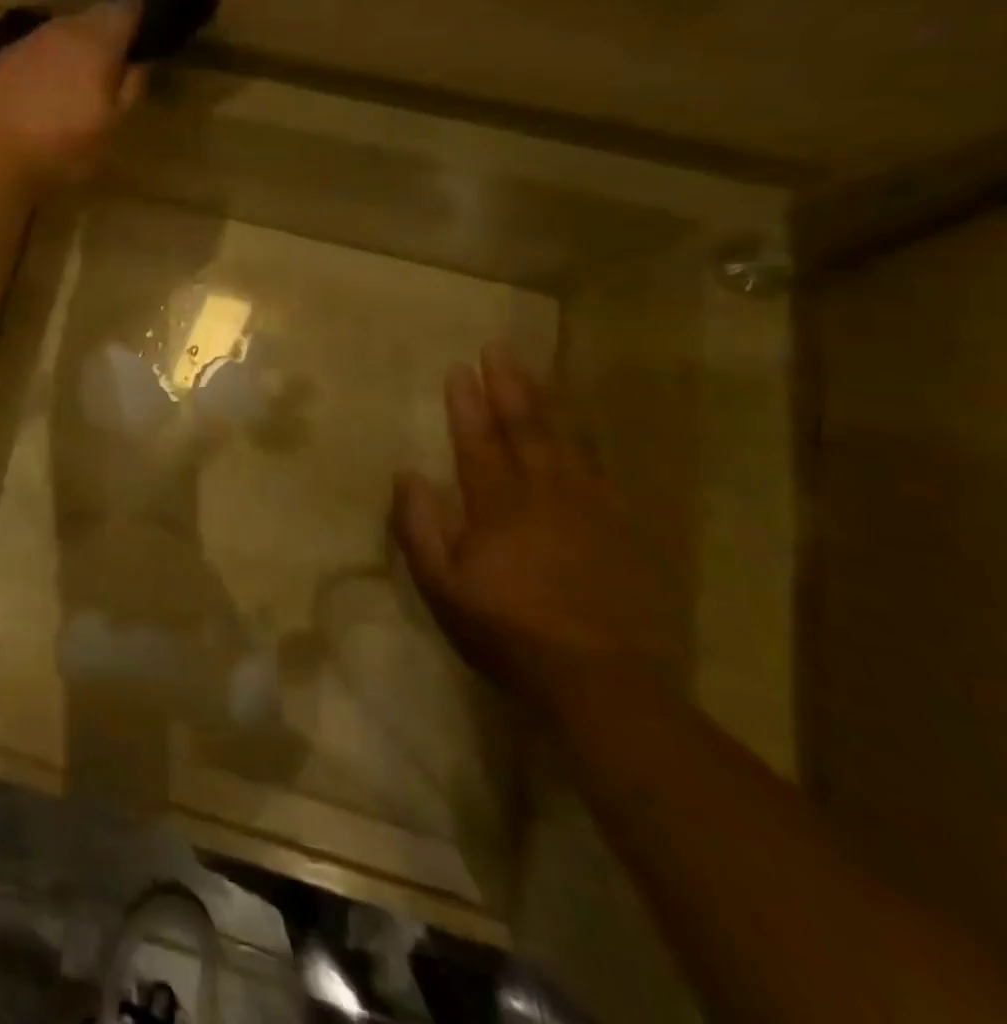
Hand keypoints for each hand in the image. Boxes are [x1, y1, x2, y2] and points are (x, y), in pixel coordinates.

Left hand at [0, 0, 147, 190]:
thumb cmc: (61, 146)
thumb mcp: (112, 126)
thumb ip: (131, 88)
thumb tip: (140, 62)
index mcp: (97, 38)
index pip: (129, 6)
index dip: (142, 16)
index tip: (148, 35)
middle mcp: (62, 28)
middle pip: (92, 19)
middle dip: (105, 37)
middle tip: (113, 68)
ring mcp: (26, 42)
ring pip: (60, 36)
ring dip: (72, 53)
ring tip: (76, 85)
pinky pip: (33, 55)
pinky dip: (44, 68)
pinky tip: (40, 96)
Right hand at [392, 344, 669, 730]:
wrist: (602, 681)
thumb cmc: (507, 631)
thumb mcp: (441, 586)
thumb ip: (419, 527)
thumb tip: (407, 474)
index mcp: (496, 505)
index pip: (476, 440)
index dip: (465, 403)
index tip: (458, 369)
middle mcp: (543, 493)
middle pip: (524, 427)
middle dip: (508, 385)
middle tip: (498, 348)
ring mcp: (589, 508)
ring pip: (566, 441)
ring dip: (547, 402)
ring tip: (534, 372)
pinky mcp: (622, 528)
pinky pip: (601, 470)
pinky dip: (587, 441)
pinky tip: (583, 429)